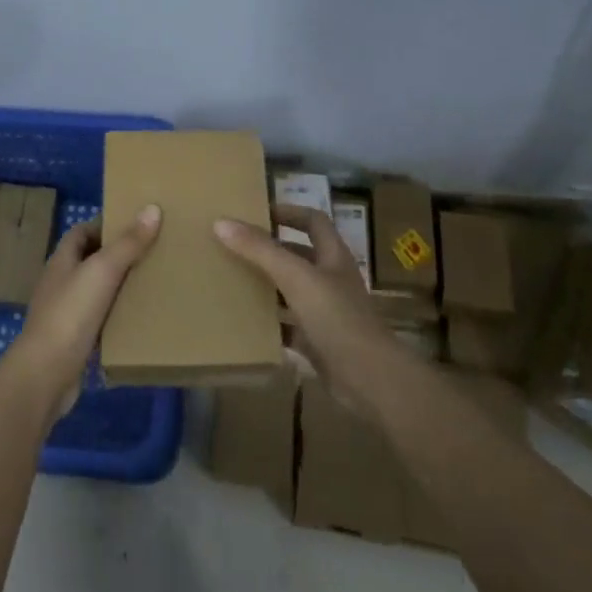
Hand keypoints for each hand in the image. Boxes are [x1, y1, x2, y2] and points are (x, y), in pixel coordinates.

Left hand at [1, 206, 162, 416]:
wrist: (45, 374)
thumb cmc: (71, 313)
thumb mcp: (102, 271)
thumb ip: (127, 243)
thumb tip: (152, 208)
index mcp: (62, 260)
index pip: (82, 232)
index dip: (105, 225)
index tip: (136, 225)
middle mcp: (60, 283)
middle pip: (89, 260)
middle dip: (117, 256)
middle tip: (151, 253)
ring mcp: (64, 313)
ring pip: (95, 292)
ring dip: (118, 288)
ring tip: (151, 284)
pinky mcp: (72, 341)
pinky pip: (98, 322)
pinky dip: (115, 318)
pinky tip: (137, 321)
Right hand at [215, 205, 413, 414]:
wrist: (370, 379)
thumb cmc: (337, 317)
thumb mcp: (295, 277)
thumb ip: (259, 250)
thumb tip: (221, 222)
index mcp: (333, 256)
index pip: (313, 221)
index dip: (288, 212)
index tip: (256, 213)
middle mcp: (332, 280)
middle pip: (299, 256)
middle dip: (270, 250)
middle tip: (236, 247)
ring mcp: (328, 313)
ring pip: (293, 292)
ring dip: (269, 286)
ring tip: (234, 281)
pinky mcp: (320, 343)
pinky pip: (290, 327)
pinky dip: (272, 324)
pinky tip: (247, 324)